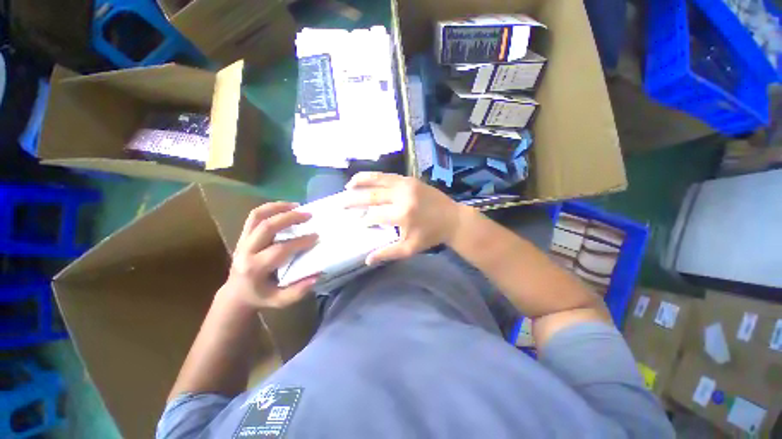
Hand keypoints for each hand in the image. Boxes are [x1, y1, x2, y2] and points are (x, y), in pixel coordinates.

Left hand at [224, 202, 318, 308]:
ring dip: (278, 208)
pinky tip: (286, 207)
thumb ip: (298, 291)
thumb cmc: (261, 296)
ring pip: (257, 216)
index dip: (299, 242)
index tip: (316, 236)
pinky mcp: (243, 235)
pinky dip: (270, 207)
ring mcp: (242, 241)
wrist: (236, 293)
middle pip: (266, 227)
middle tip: (309, 215)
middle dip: (289, 218)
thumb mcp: (280, 300)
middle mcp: (246, 252)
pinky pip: (254, 216)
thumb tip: (317, 275)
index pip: (279, 250)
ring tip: (297, 205)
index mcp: (255, 269)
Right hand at [344, 172, 465, 264]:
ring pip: (377, 180)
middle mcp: (402, 196)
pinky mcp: (410, 179)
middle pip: (372, 196)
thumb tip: (367, 260)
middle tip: (341, 203)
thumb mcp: (410, 248)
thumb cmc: (431, 235)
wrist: (453, 218)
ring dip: (360, 182)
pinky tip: (366, 180)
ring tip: (348, 186)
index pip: (374, 215)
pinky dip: (374, 176)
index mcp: (402, 215)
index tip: (357, 223)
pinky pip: (387, 175)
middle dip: (354, 199)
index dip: (364, 219)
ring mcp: (406, 184)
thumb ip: (388, 253)